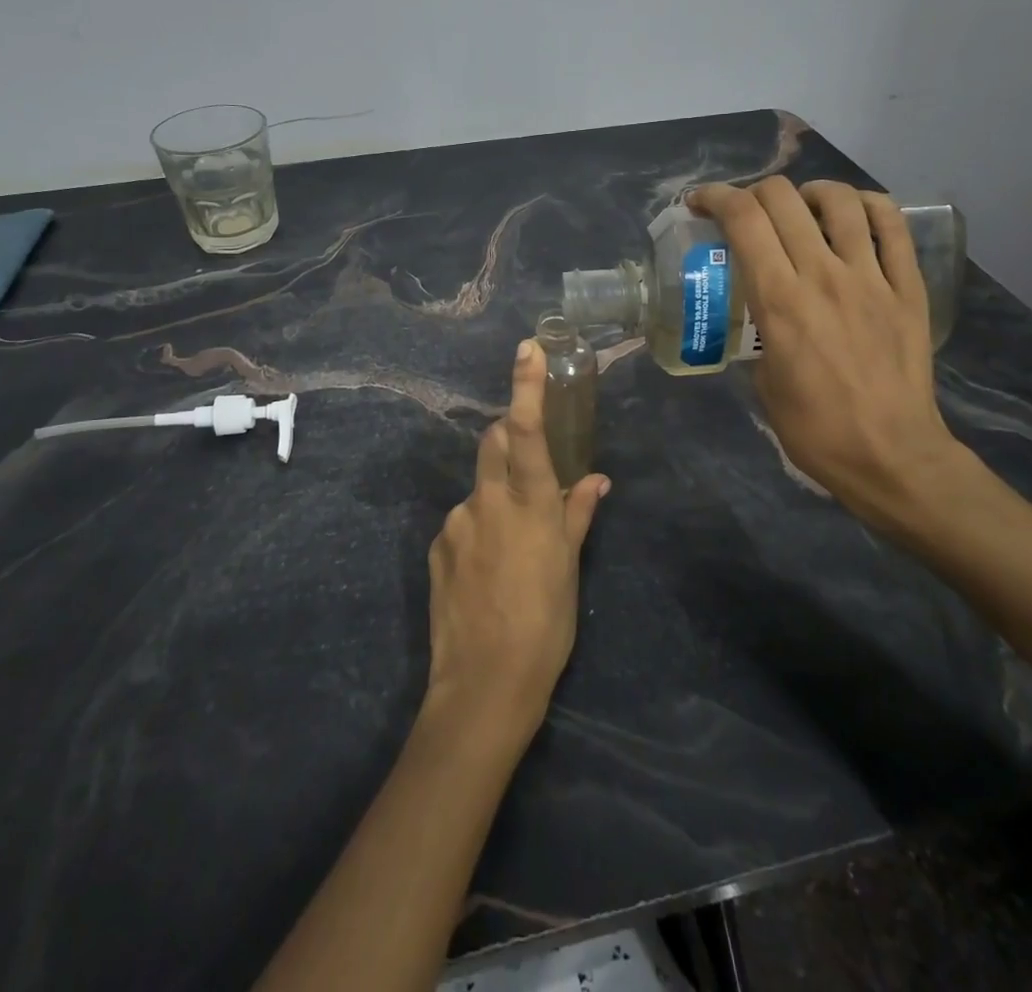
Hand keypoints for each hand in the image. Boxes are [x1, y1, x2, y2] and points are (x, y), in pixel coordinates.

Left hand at [425, 340, 610, 741]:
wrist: (482, 684)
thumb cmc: (544, 625)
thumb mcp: (569, 568)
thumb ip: (578, 514)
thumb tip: (595, 479)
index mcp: (528, 503)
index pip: (528, 429)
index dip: (526, 385)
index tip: (527, 347)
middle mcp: (487, 500)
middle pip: (494, 442)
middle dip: (511, 436)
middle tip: (531, 461)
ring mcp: (456, 522)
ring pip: (479, 485)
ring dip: (497, 494)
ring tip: (514, 544)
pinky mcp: (437, 546)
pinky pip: (462, 520)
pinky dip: (479, 526)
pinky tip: (489, 568)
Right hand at [689, 178, 961, 527]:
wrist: (891, 456)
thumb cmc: (814, 429)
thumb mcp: (761, 380)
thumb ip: (758, 330)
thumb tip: (761, 310)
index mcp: (779, 301)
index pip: (743, 219)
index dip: (715, 198)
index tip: (700, 204)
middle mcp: (822, 275)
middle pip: (782, 198)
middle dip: (752, 193)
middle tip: (744, 214)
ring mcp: (870, 278)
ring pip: (839, 201)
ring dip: (808, 193)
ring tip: (799, 210)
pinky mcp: (907, 288)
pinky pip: (892, 226)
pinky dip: (867, 206)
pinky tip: (851, 215)